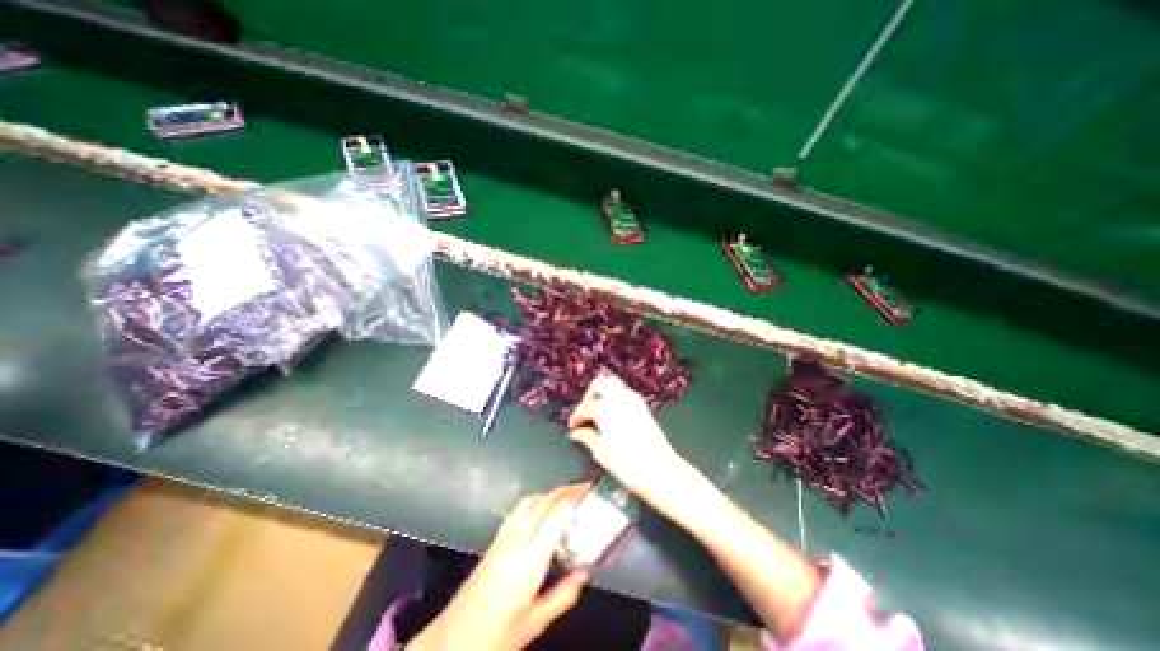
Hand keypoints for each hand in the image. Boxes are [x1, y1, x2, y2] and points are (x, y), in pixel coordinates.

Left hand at [406, 487, 589, 650]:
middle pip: (540, 503)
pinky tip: (539, 509)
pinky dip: (533, 501)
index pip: (553, 517)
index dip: (571, 499)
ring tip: (564, 496)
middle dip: (562, 491)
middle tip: (581, 488)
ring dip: (547, 494)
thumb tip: (586, 571)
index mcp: (529, 563)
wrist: (451, 642)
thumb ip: (563, 595)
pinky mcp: (494, 541)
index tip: (587, 490)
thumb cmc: (496, 637)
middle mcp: (516, 542)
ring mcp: (502, 538)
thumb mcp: (535, 623)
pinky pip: (517, 511)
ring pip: (527, 502)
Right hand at [571, 370, 686, 502]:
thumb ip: (587, 437)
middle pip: (598, 385)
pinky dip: (614, 396)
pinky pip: (624, 391)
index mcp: (604, 408)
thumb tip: (577, 433)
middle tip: (585, 413)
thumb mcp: (601, 452)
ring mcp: (632, 399)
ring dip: (602, 392)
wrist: (660, 469)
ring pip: (612, 383)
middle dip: (589, 396)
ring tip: (597, 411)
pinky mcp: (642, 404)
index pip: (584, 408)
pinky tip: (611, 413)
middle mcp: (618, 398)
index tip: (572, 427)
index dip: (576, 417)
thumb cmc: (627, 464)